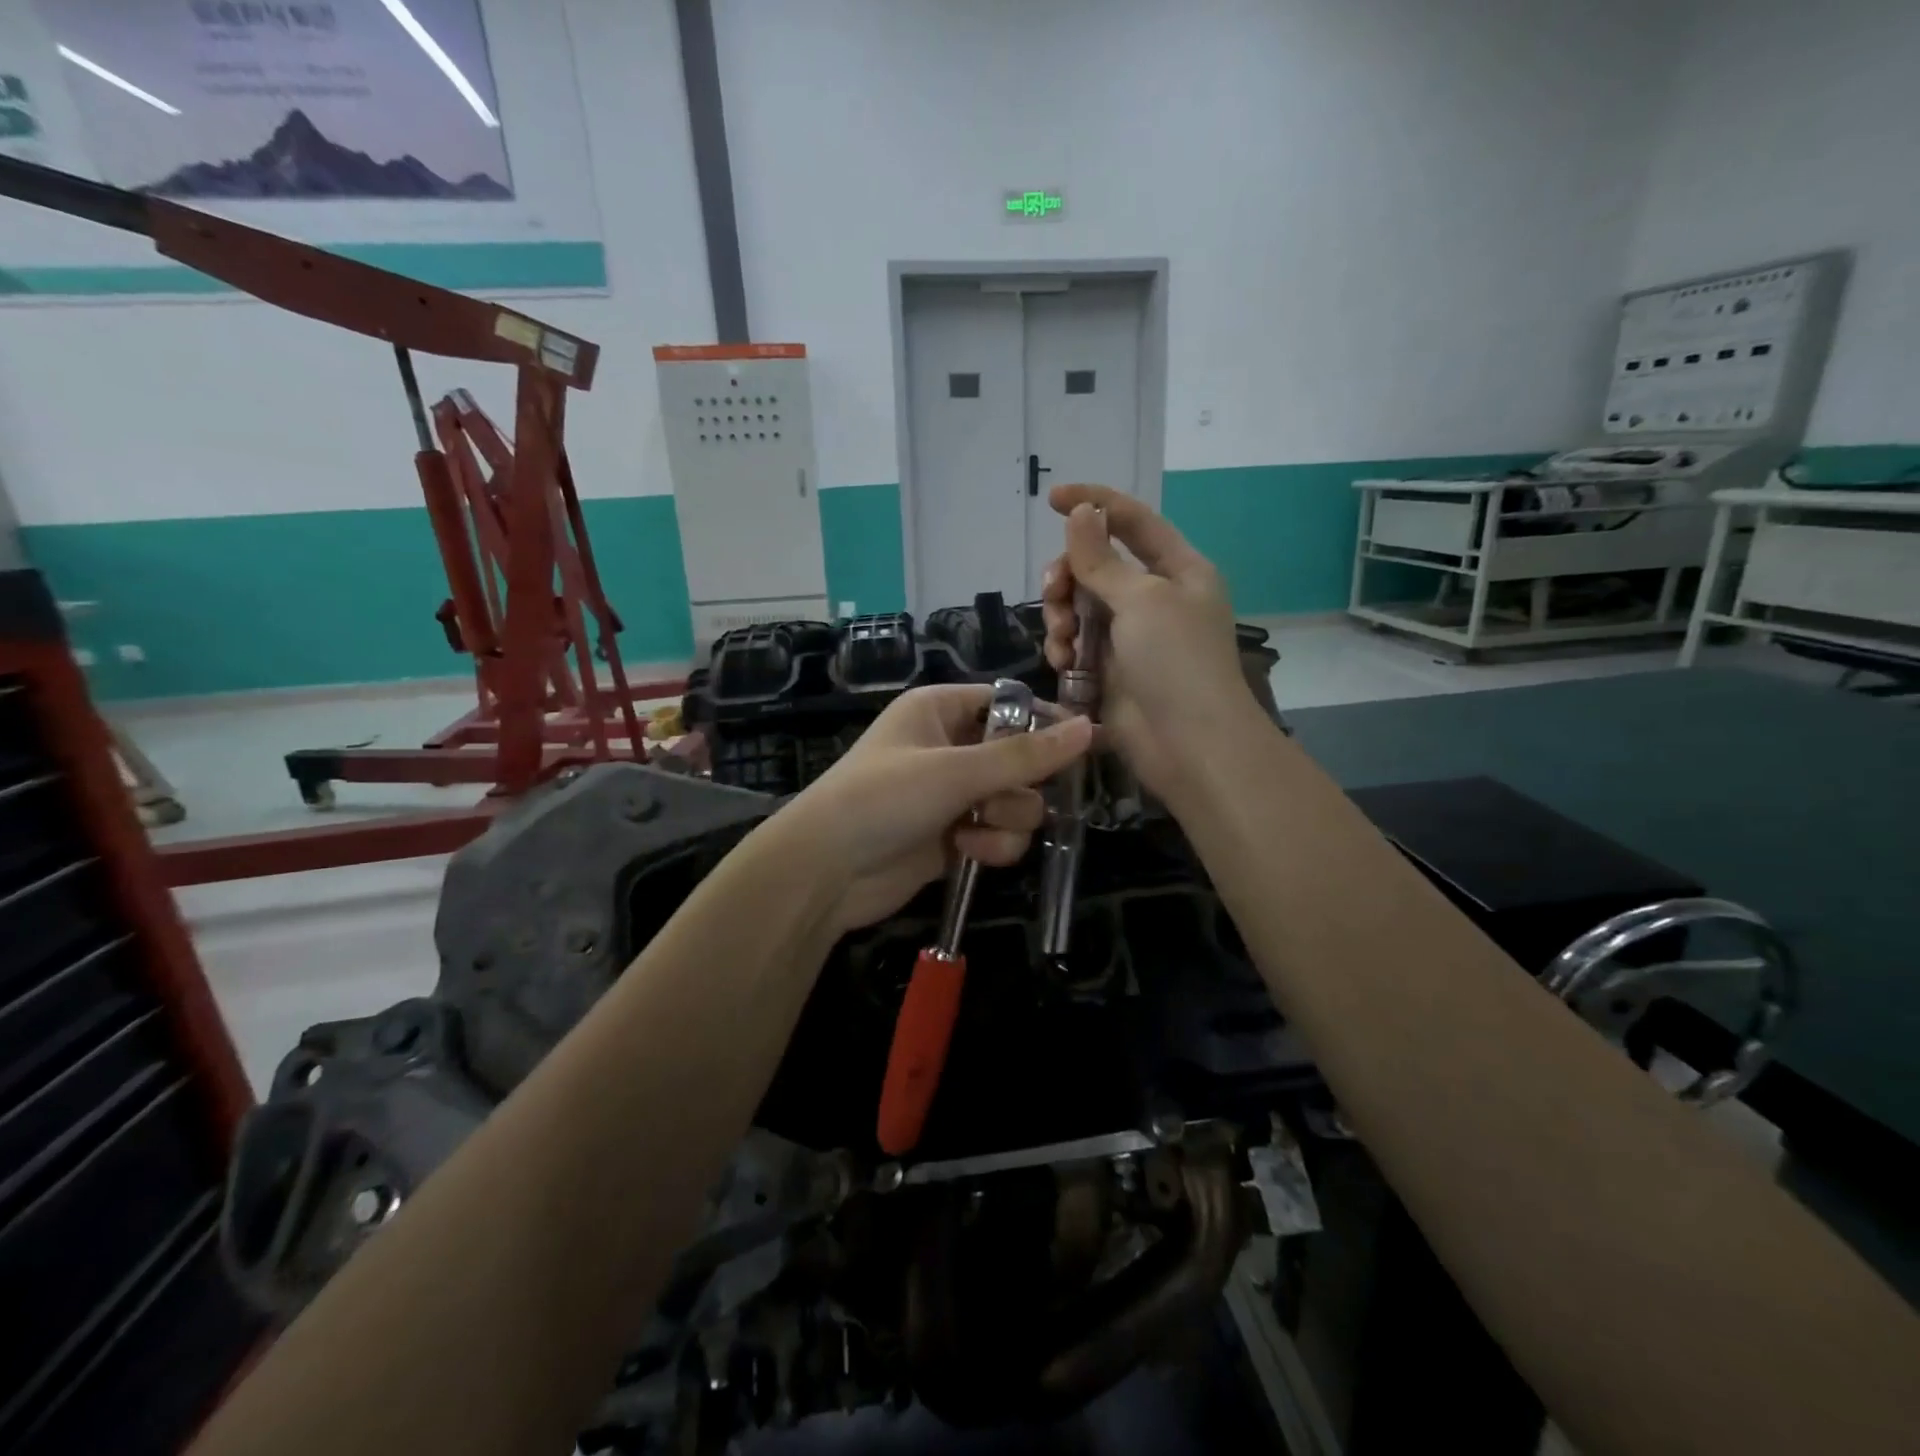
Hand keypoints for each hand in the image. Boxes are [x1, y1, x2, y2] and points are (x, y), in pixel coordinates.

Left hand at [776, 684, 1092, 933]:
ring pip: (1018, 802)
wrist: (826, 871)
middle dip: (1020, 785)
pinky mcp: (955, 836)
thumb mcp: (955, 771)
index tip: (1084, 745)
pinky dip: (992, 846)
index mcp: (941, 710)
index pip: (1010, 703)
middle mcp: (950, 746)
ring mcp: (953, 794)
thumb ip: (1025, 755)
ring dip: (1007, 821)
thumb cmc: (884, 798)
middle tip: (997, 800)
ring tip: (974, 832)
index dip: (1046, 723)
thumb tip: (1090, 728)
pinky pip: (1000, 834)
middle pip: (1022, 758)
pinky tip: (964, 853)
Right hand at [1040, 484, 1258, 801]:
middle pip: (1096, 566)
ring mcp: (1131, 637)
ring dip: (1062, 617)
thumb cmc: (1176, 661)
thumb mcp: (1140, 600)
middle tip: (1055, 593)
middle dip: (1068, 576)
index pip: (1133, 521)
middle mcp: (1154, 598)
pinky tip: (1064, 664)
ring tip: (1063, 643)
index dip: (1094, 504)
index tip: (1052, 499)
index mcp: (1178, 570)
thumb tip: (1081, 512)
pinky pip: (1076, 645)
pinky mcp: (1111, 671)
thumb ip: (1102, 558)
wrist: (1189, 745)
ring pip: (1079, 607)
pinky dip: (1065, 649)